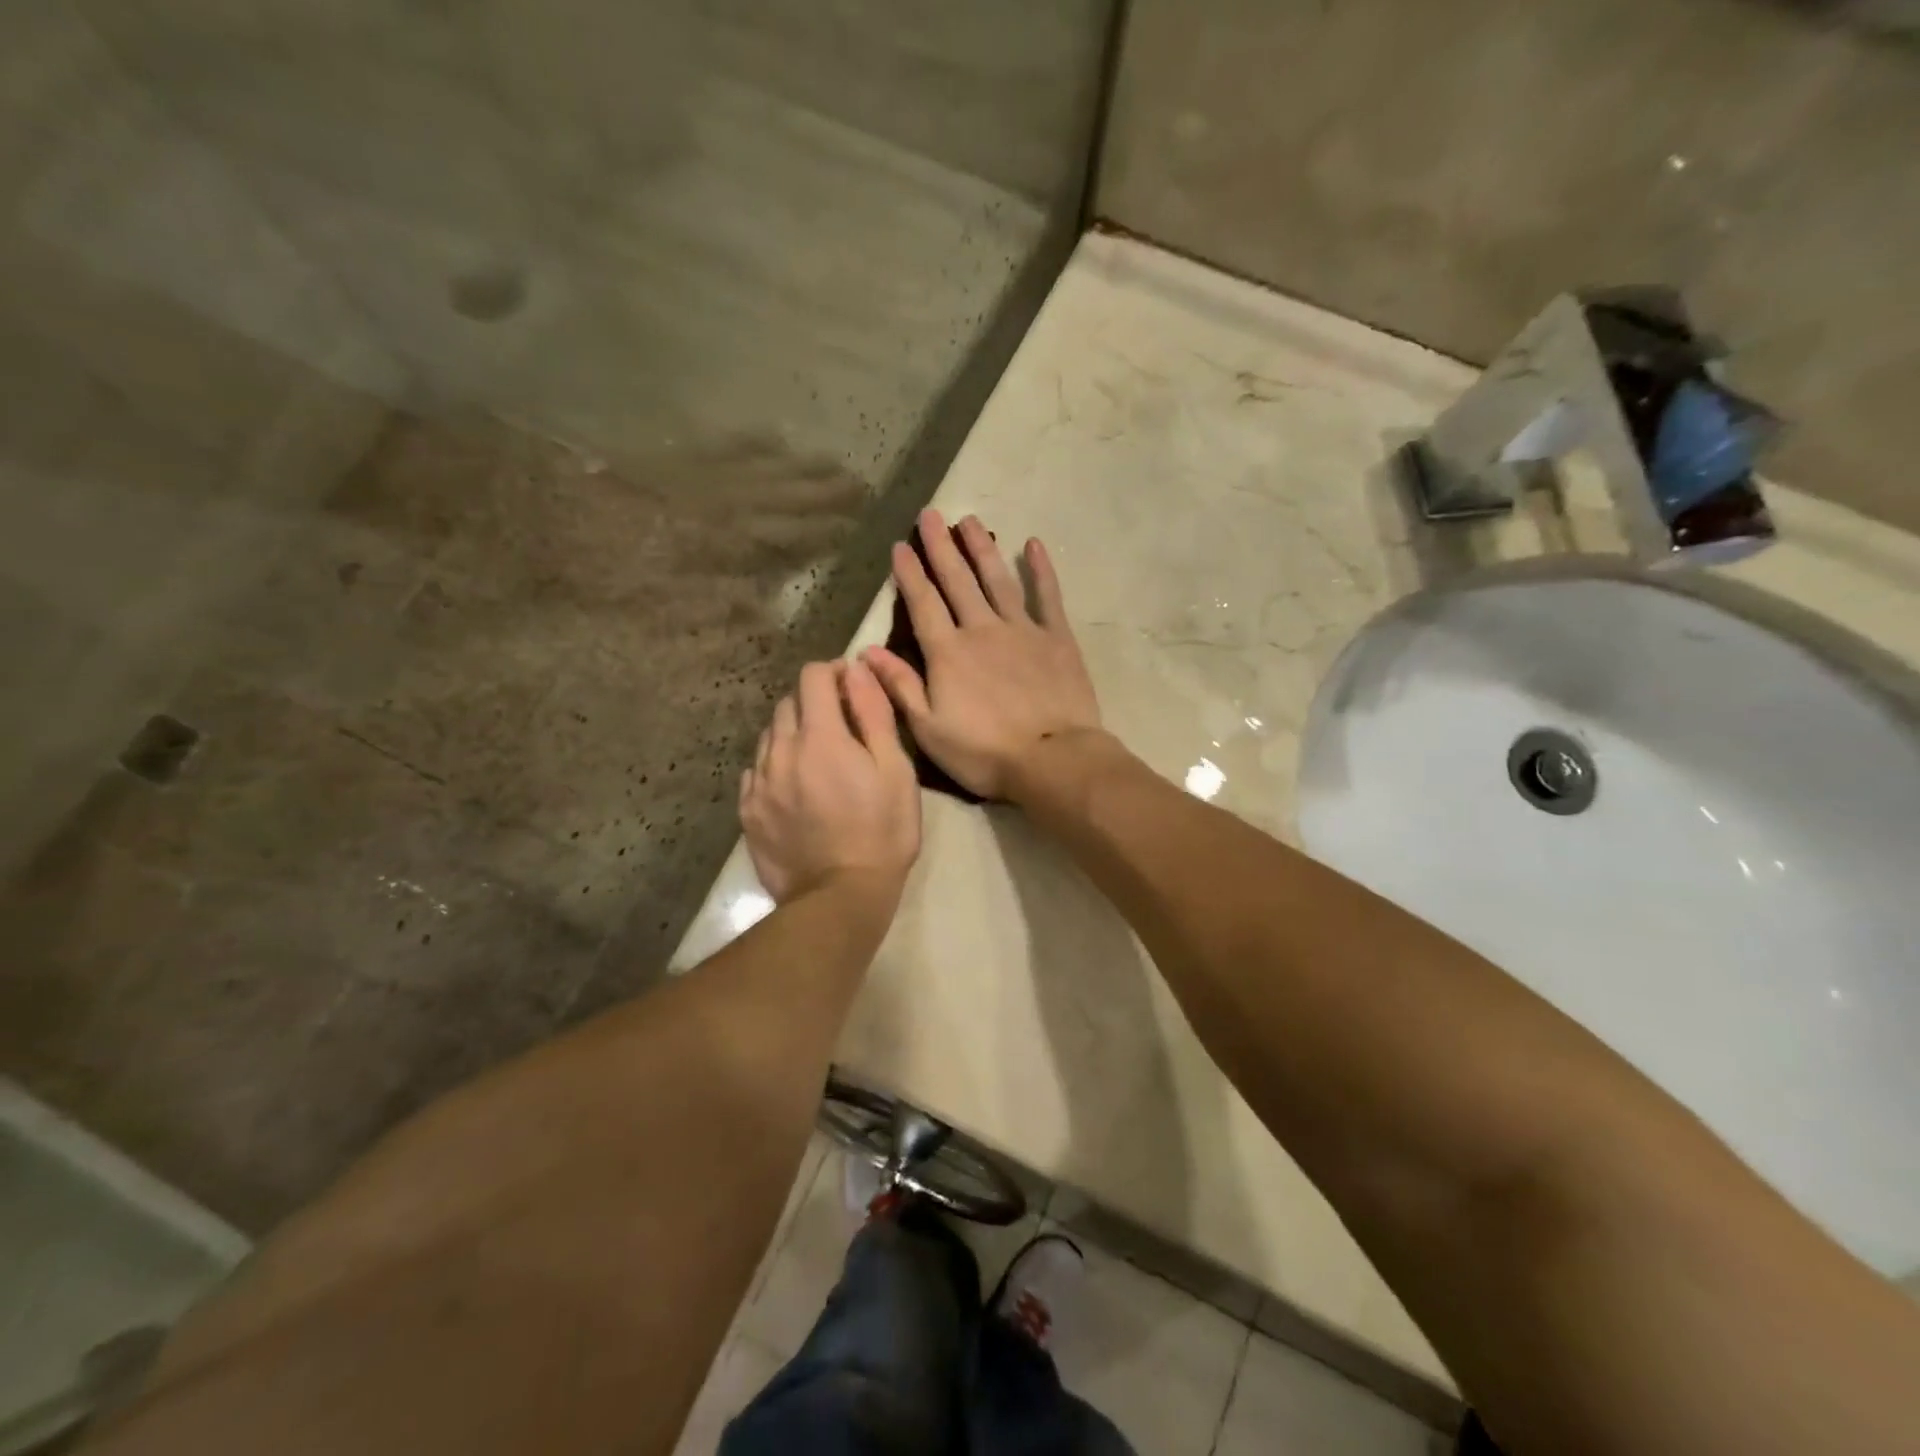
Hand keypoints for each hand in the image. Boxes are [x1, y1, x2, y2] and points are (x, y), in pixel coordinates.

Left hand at [740, 659, 921, 902]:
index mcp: (819, 736)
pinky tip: (795, 788)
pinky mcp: (748, 812)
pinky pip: (756, 771)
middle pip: (788, 703)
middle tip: (842, 727)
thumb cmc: (882, 832)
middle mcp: (780, 751)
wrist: (840, 898)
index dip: (834, 672)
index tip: (852, 688)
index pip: (813, 676)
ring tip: (818, 760)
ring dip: (793, 734)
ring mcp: (758, 783)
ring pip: (769, 736)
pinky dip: (775, 766)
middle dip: (814, 702)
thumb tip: (855, 670)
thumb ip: (873, 714)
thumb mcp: (895, 770)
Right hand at [865, 509, 1102, 801]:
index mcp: (948, 653)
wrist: (1052, 760)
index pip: (922, 604)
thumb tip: (867, 652)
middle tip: (931, 514)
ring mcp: (1022, 630)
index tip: (900, 545)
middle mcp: (982, 630)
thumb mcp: (929, 730)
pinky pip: (1048, 596)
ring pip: (997, 580)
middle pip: (957, 581)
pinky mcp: (1057, 638)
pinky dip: (1041, 570)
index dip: (910, 574)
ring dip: (981, 548)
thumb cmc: (984, 753)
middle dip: (941, 547)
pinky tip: (1034, 545)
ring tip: (969, 520)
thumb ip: (899, 687)